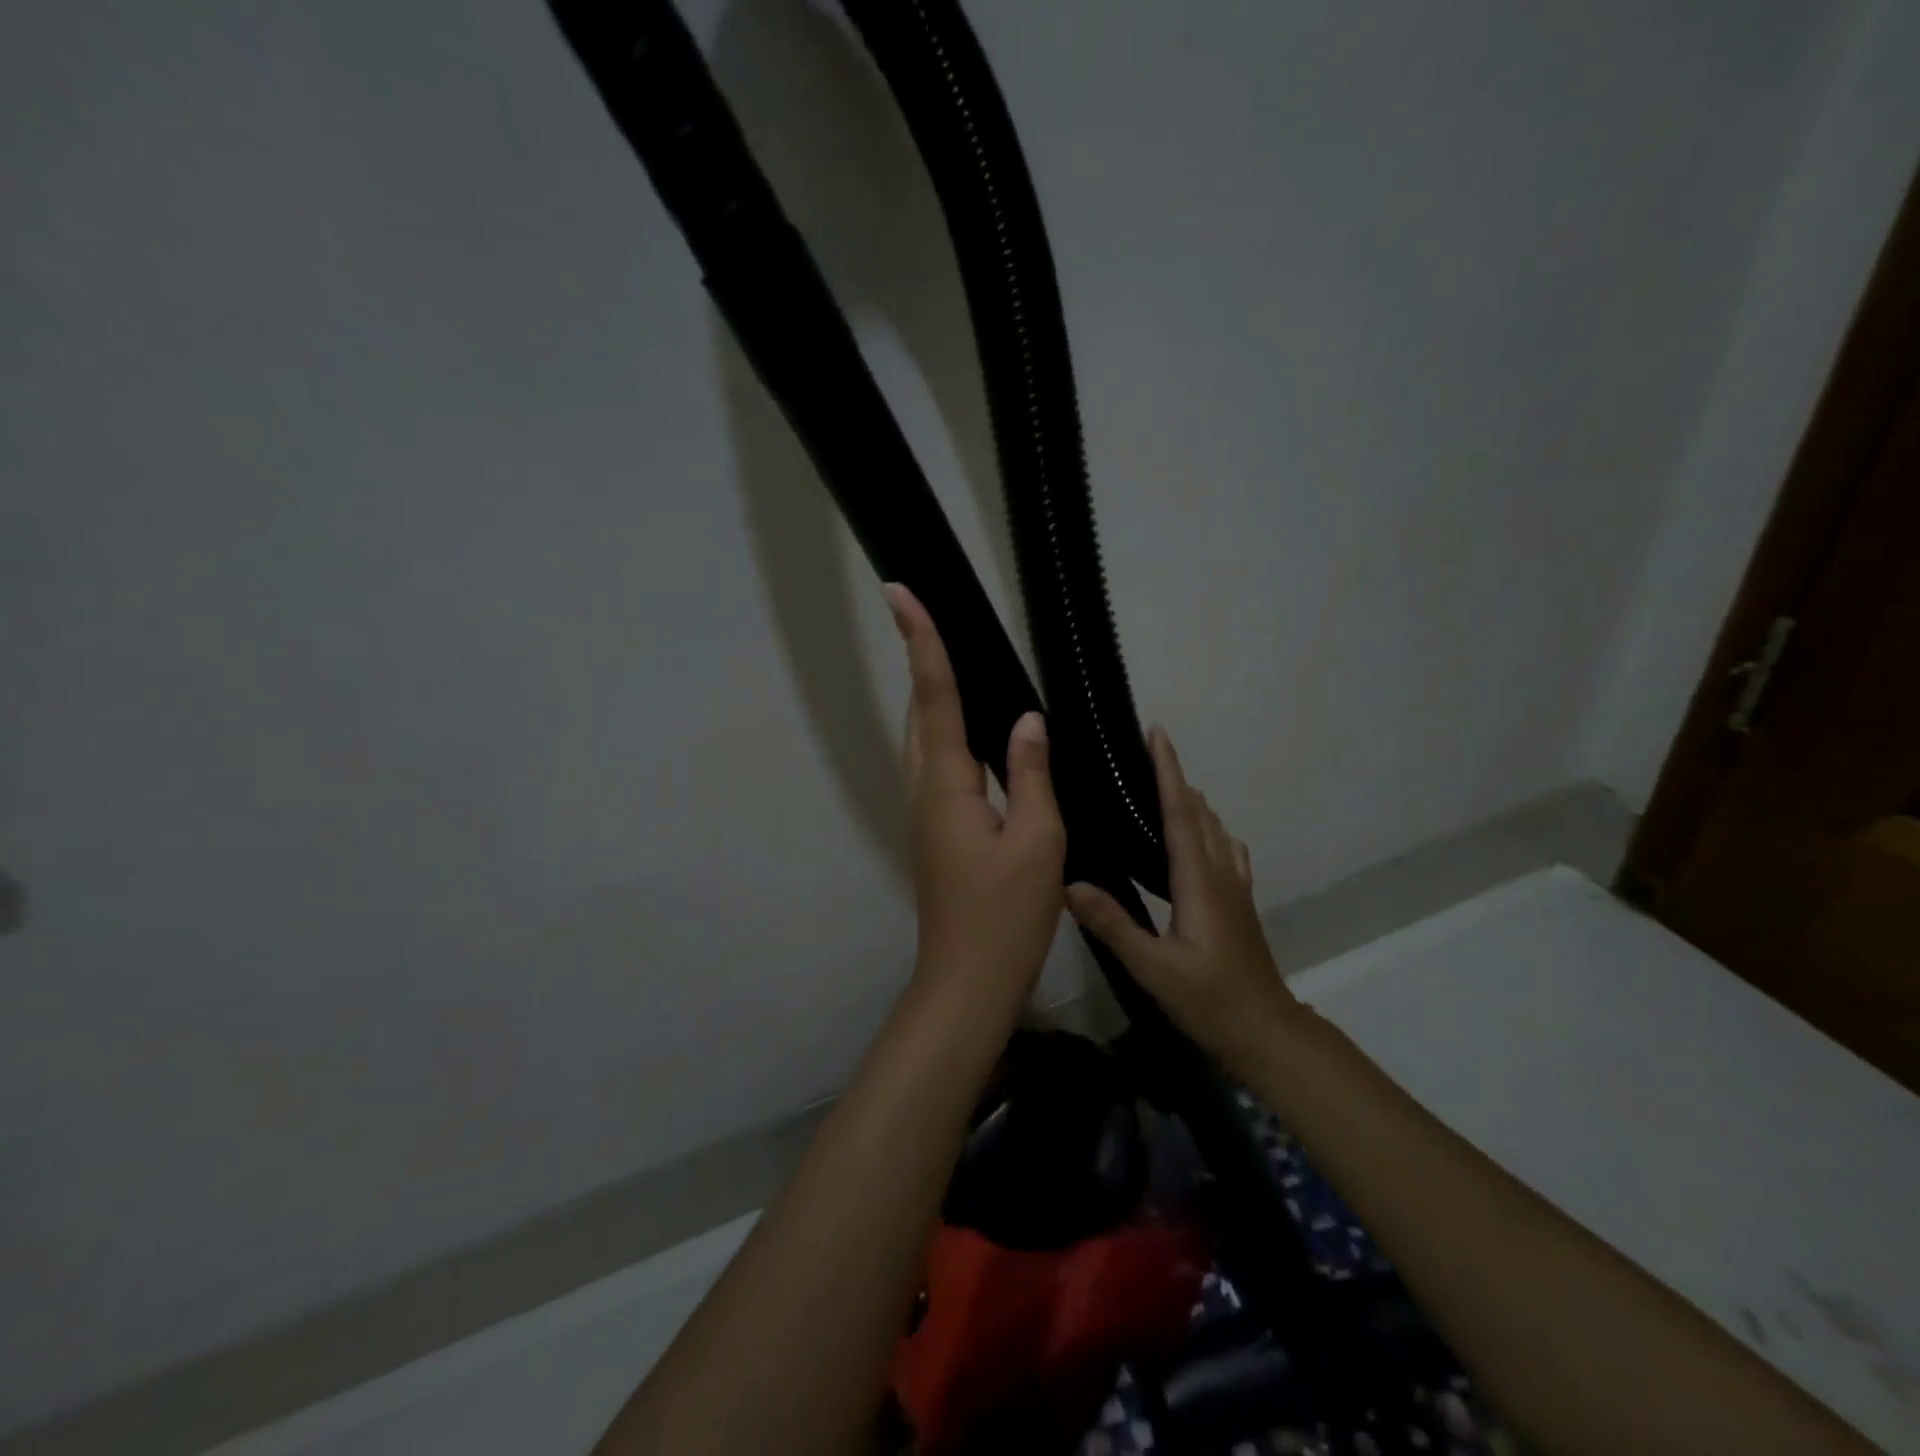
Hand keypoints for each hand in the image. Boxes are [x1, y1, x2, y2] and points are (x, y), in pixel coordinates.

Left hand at [886, 585, 1066, 994]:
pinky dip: (947, 731)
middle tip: (927, 615)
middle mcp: (925, 790)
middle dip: (921, 659)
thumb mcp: (1036, 841)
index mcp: (947, 785)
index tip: (900, 592)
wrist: (968, 980)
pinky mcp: (937, 830)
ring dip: (931, 694)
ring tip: (950, 658)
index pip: (935, 696)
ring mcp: (926, 812)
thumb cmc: (1005, 915)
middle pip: (920, 710)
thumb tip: (1028, 719)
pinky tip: (974, 732)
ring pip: (924, 738)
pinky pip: (938, 764)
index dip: (922, 641)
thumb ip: (1031, 774)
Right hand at [1065, 728, 1298, 1055]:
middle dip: (1175, 776)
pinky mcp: (1239, 902)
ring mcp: (1235, 887)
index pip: (1181, 812)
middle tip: (1145, 753)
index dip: (1168, 770)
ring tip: (1161, 786)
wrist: (1266, 1032)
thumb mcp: (1154, 968)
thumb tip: (1069, 884)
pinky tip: (1196, 838)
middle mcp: (1220, 873)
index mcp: (1199, 881)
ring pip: (1215, 828)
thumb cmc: (1209, 1000)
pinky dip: (1207, 827)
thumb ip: (1113, 925)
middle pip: (1200, 811)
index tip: (1157, 733)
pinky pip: (1224, 848)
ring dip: (1191, 800)